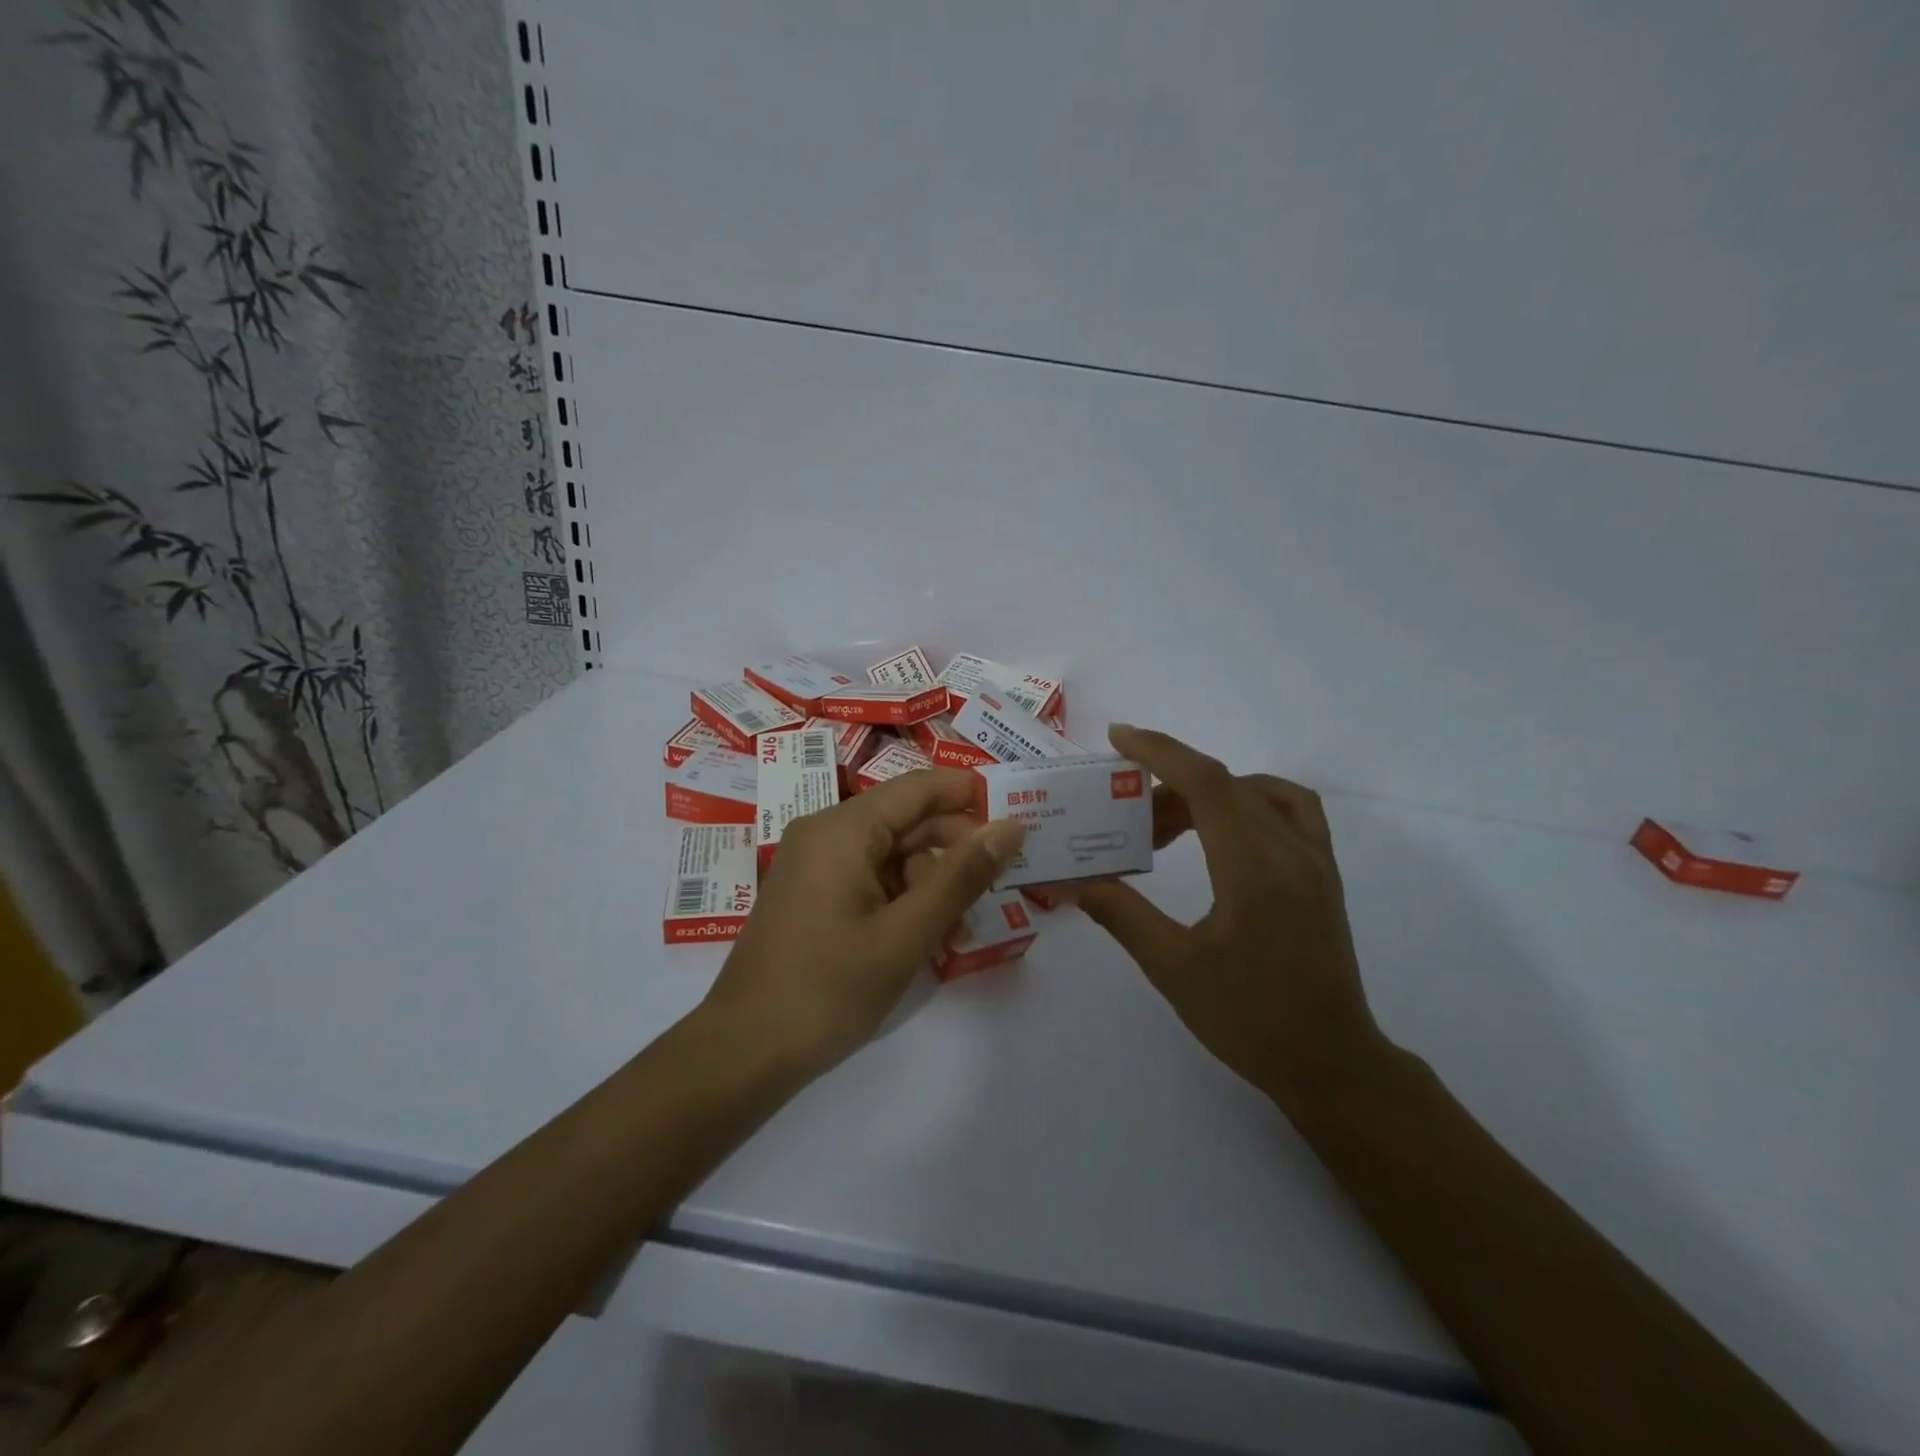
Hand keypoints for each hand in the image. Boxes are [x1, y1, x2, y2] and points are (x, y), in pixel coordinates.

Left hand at [702, 769, 1025, 1073]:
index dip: (971, 796)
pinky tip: (930, 933)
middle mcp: (826, 832)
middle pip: (906, 820)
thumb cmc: (829, 988)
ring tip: (965, 925)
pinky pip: (870, 877)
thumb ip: (962, 876)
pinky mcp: (813, 894)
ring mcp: (815, 864)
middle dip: (955, 848)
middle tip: (1002, 883)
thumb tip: (1011, 826)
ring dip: (932, 880)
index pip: (920, 787)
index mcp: (844, 828)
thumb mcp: (907, 933)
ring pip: (891, 852)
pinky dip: (904, 897)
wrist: (744, 1052)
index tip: (1018, 819)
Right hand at [1073, 725, 1385, 1110]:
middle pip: (1224, 785)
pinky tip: (1225, 827)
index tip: (1118, 738)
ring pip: (1256, 792)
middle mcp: (1291, 851)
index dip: (1160, 751)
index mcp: (1253, 870)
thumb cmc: (1249, 1020)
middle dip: (1167, 786)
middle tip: (1127, 819)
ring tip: (1169, 826)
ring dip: (1206, 792)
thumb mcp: (1173, 969)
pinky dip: (1250, 798)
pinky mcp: (1324, 872)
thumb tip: (1071, 882)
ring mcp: (1315, 859)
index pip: (1206, 783)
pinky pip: (1290, 808)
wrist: (1331, 1063)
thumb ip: (1120, 914)